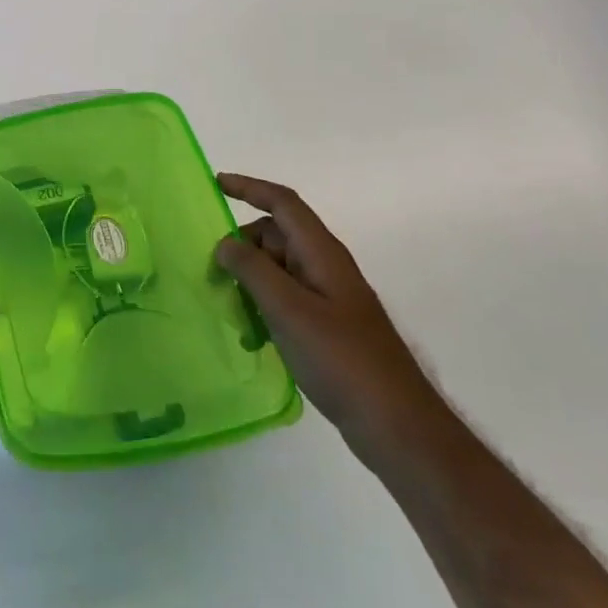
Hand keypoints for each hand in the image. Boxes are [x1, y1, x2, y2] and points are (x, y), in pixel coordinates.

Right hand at [215, 173, 442, 455]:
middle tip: (211, 271)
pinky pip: (285, 300)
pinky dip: (263, 307)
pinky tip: (251, 335)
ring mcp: (328, 297)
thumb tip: (226, 243)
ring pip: (278, 269)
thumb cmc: (341, 359)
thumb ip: (252, 270)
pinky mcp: (327, 326)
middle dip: (241, 246)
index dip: (249, 188)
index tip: (215, 184)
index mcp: (321, 253)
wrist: (395, 423)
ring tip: (228, 307)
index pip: (283, 203)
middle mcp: (325, 267)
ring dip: (249, 280)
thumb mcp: (288, 309)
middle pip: (276, 236)